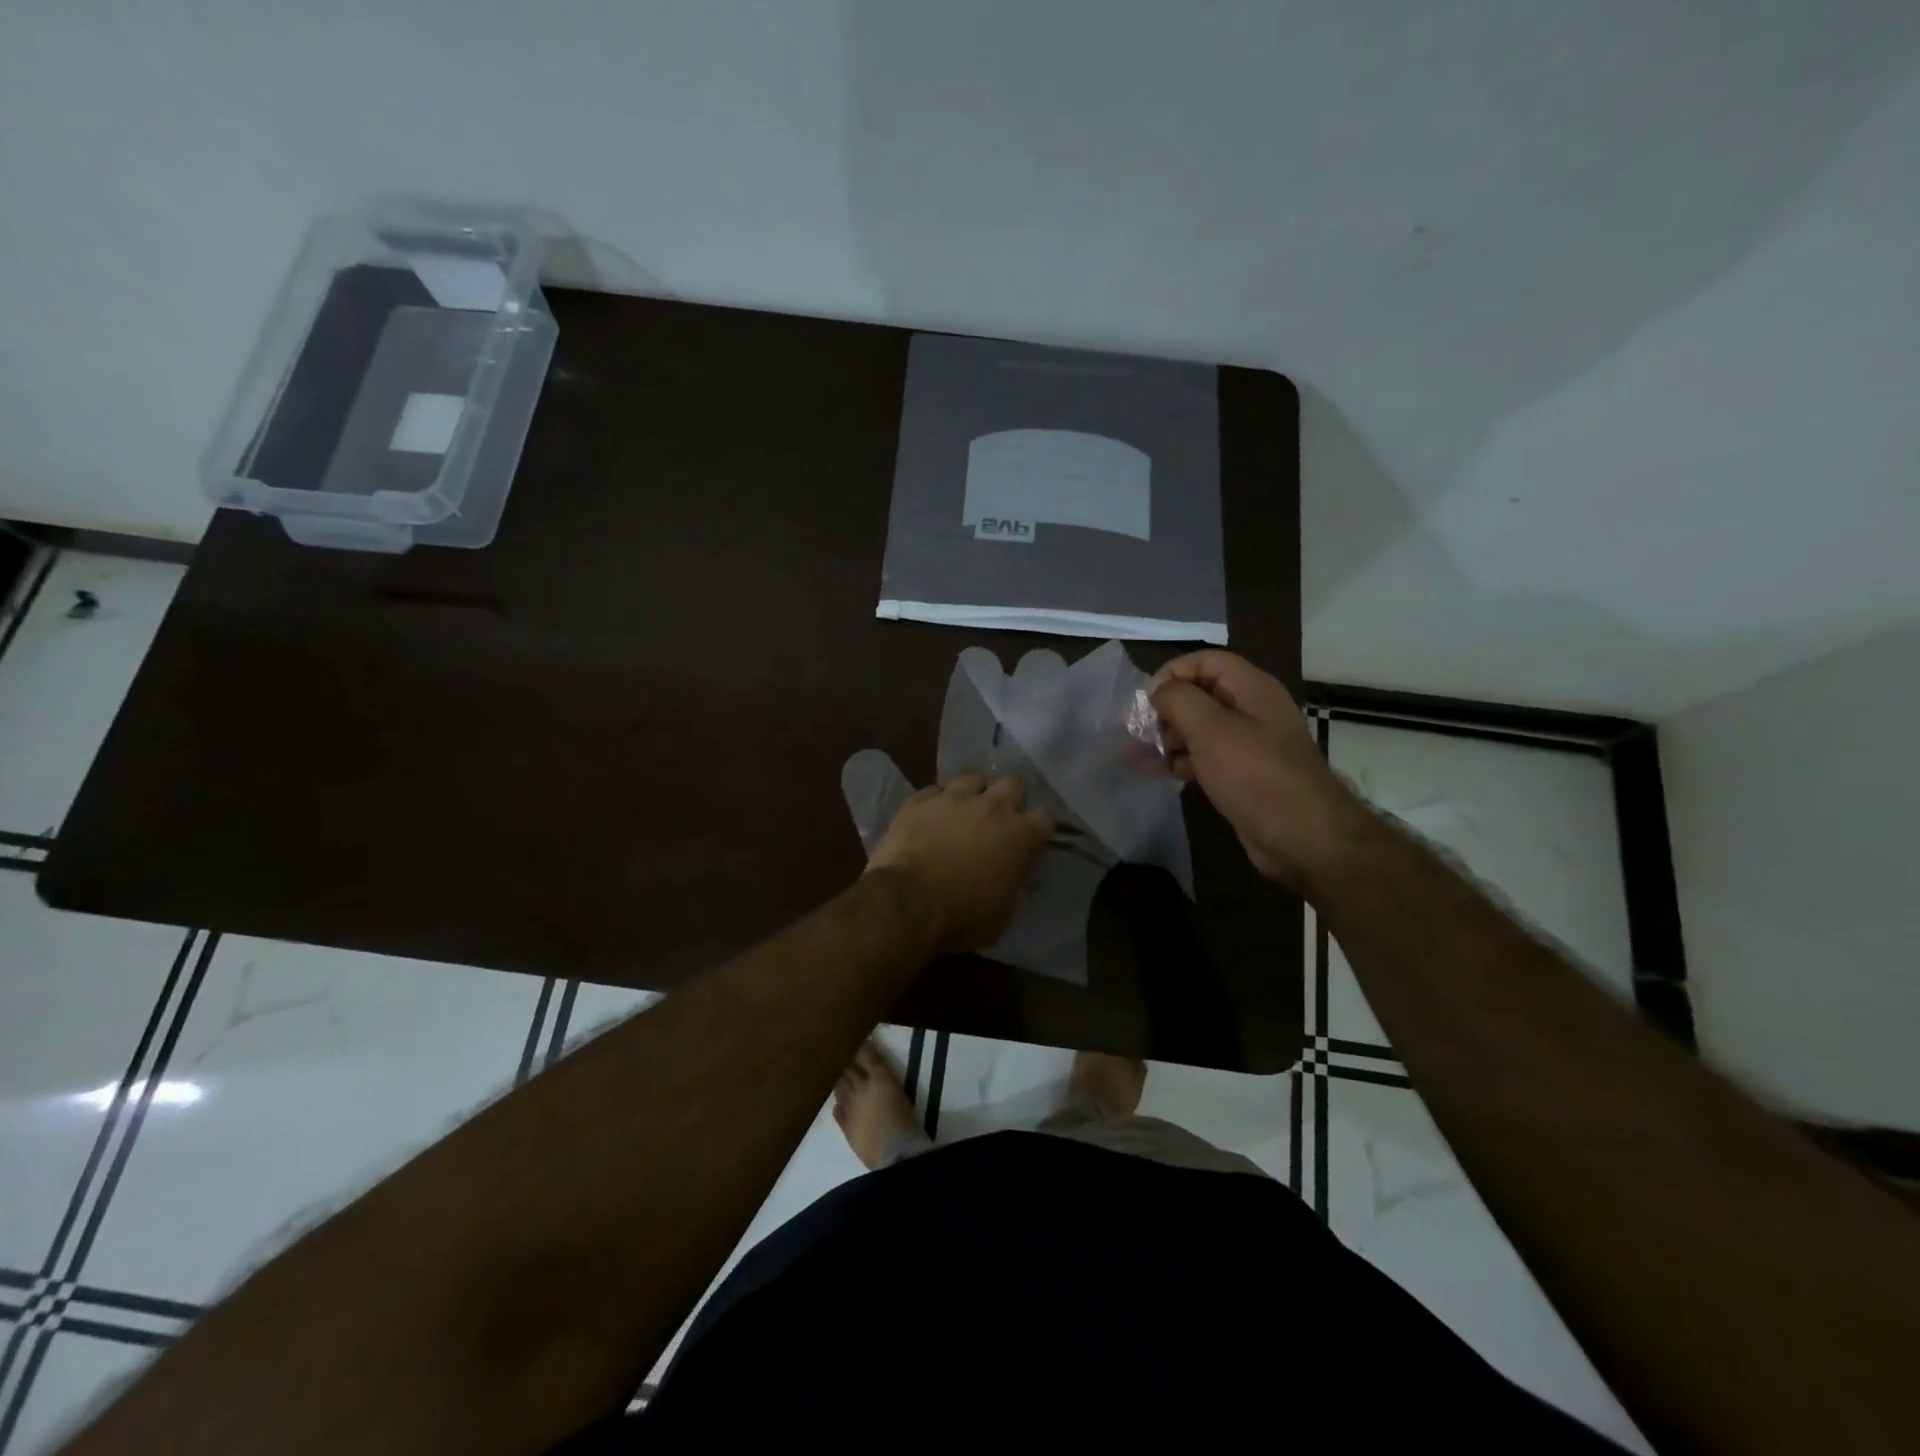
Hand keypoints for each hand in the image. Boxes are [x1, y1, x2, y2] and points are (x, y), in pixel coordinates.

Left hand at [867, 775, 1053, 952]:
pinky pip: (934, 791)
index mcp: (1020, 835)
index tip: (1031, 842)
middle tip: (1000, 819)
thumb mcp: (1004, 913)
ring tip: (965, 810)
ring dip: (974, 793)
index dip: (1039, 830)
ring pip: (973, 778)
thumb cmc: (963, 916)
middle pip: (1013, 784)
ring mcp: (954, 798)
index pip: (1045, 819)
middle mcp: (992, 807)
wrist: (908, 902)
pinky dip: (937, 802)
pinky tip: (931, 816)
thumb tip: (1017, 875)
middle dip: (1010, 798)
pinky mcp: (919, 800)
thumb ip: (1015, 884)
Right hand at [1149, 651, 1365, 894]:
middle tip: (1142, 735)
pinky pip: (1207, 756)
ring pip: (1200, 728)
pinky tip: (1170, 775)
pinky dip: (1185, 761)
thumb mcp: (1211, 730)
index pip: (1204, 661)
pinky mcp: (1244, 774)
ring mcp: (1249, 743)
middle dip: (1166, 711)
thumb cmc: (1256, 776)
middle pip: (1199, 694)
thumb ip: (1178, 701)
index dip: (1172, 674)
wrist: (1303, 838)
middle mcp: (1251, 709)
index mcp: (1251, 688)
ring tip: (1148, 759)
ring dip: (1171, 738)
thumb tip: (1158, 692)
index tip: (1148, 703)